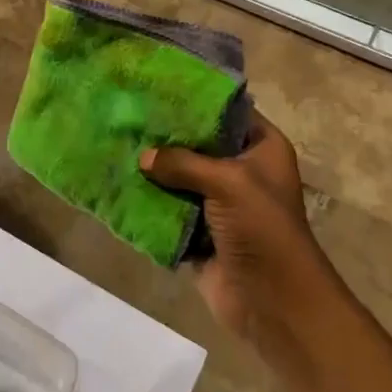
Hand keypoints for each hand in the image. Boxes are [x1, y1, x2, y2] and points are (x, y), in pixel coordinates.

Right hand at [141, 113, 338, 362]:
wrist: (275, 304)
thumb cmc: (263, 229)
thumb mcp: (228, 182)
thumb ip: (184, 163)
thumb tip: (143, 157)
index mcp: (262, 148)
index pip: (228, 112)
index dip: (197, 100)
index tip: (159, 87)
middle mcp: (242, 171)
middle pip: (199, 145)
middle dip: (167, 137)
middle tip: (129, 115)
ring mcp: (220, 205)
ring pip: (180, 180)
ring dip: (154, 172)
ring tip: (117, 146)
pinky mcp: (200, 235)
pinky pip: (170, 213)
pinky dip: (150, 205)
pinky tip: (119, 186)